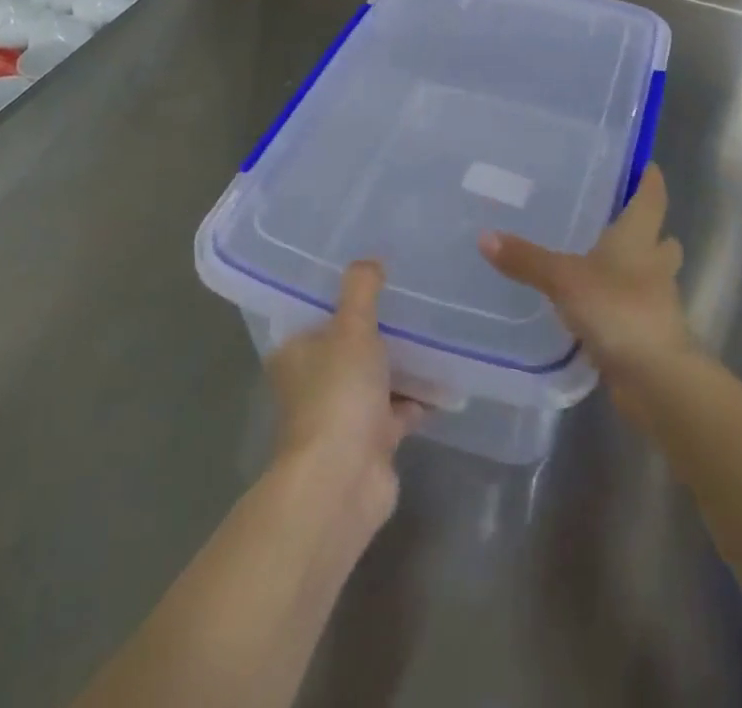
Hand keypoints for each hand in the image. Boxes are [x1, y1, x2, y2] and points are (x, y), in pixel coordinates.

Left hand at [266, 260, 424, 530]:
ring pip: (375, 378)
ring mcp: (341, 414)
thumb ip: (361, 290)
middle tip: (415, 301)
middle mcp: (313, 382)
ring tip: (436, 334)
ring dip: (401, 364)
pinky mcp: (369, 442)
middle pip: (349, 345)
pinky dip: (417, 399)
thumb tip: (370, 260)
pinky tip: (445, 381)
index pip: (318, 313)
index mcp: (295, 352)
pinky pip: (397, 410)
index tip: (376, 275)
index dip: (344, 295)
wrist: (342, 481)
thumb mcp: (351, 328)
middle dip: (380, 330)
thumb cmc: (338, 394)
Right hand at [479, 165, 696, 411]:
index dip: (650, 182)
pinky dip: (623, 306)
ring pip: (653, 278)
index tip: (649, 166)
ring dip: (639, 271)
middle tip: (621, 220)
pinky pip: (637, 312)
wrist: (657, 379)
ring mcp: (657, 304)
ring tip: (606, 265)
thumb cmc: (617, 310)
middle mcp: (653, 266)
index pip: (651, 200)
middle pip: (660, 241)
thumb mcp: (563, 279)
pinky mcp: (650, 337)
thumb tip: (484, 235)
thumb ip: (525, 259)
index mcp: (638, 239)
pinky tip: (598, 309)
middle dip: (649, 231)